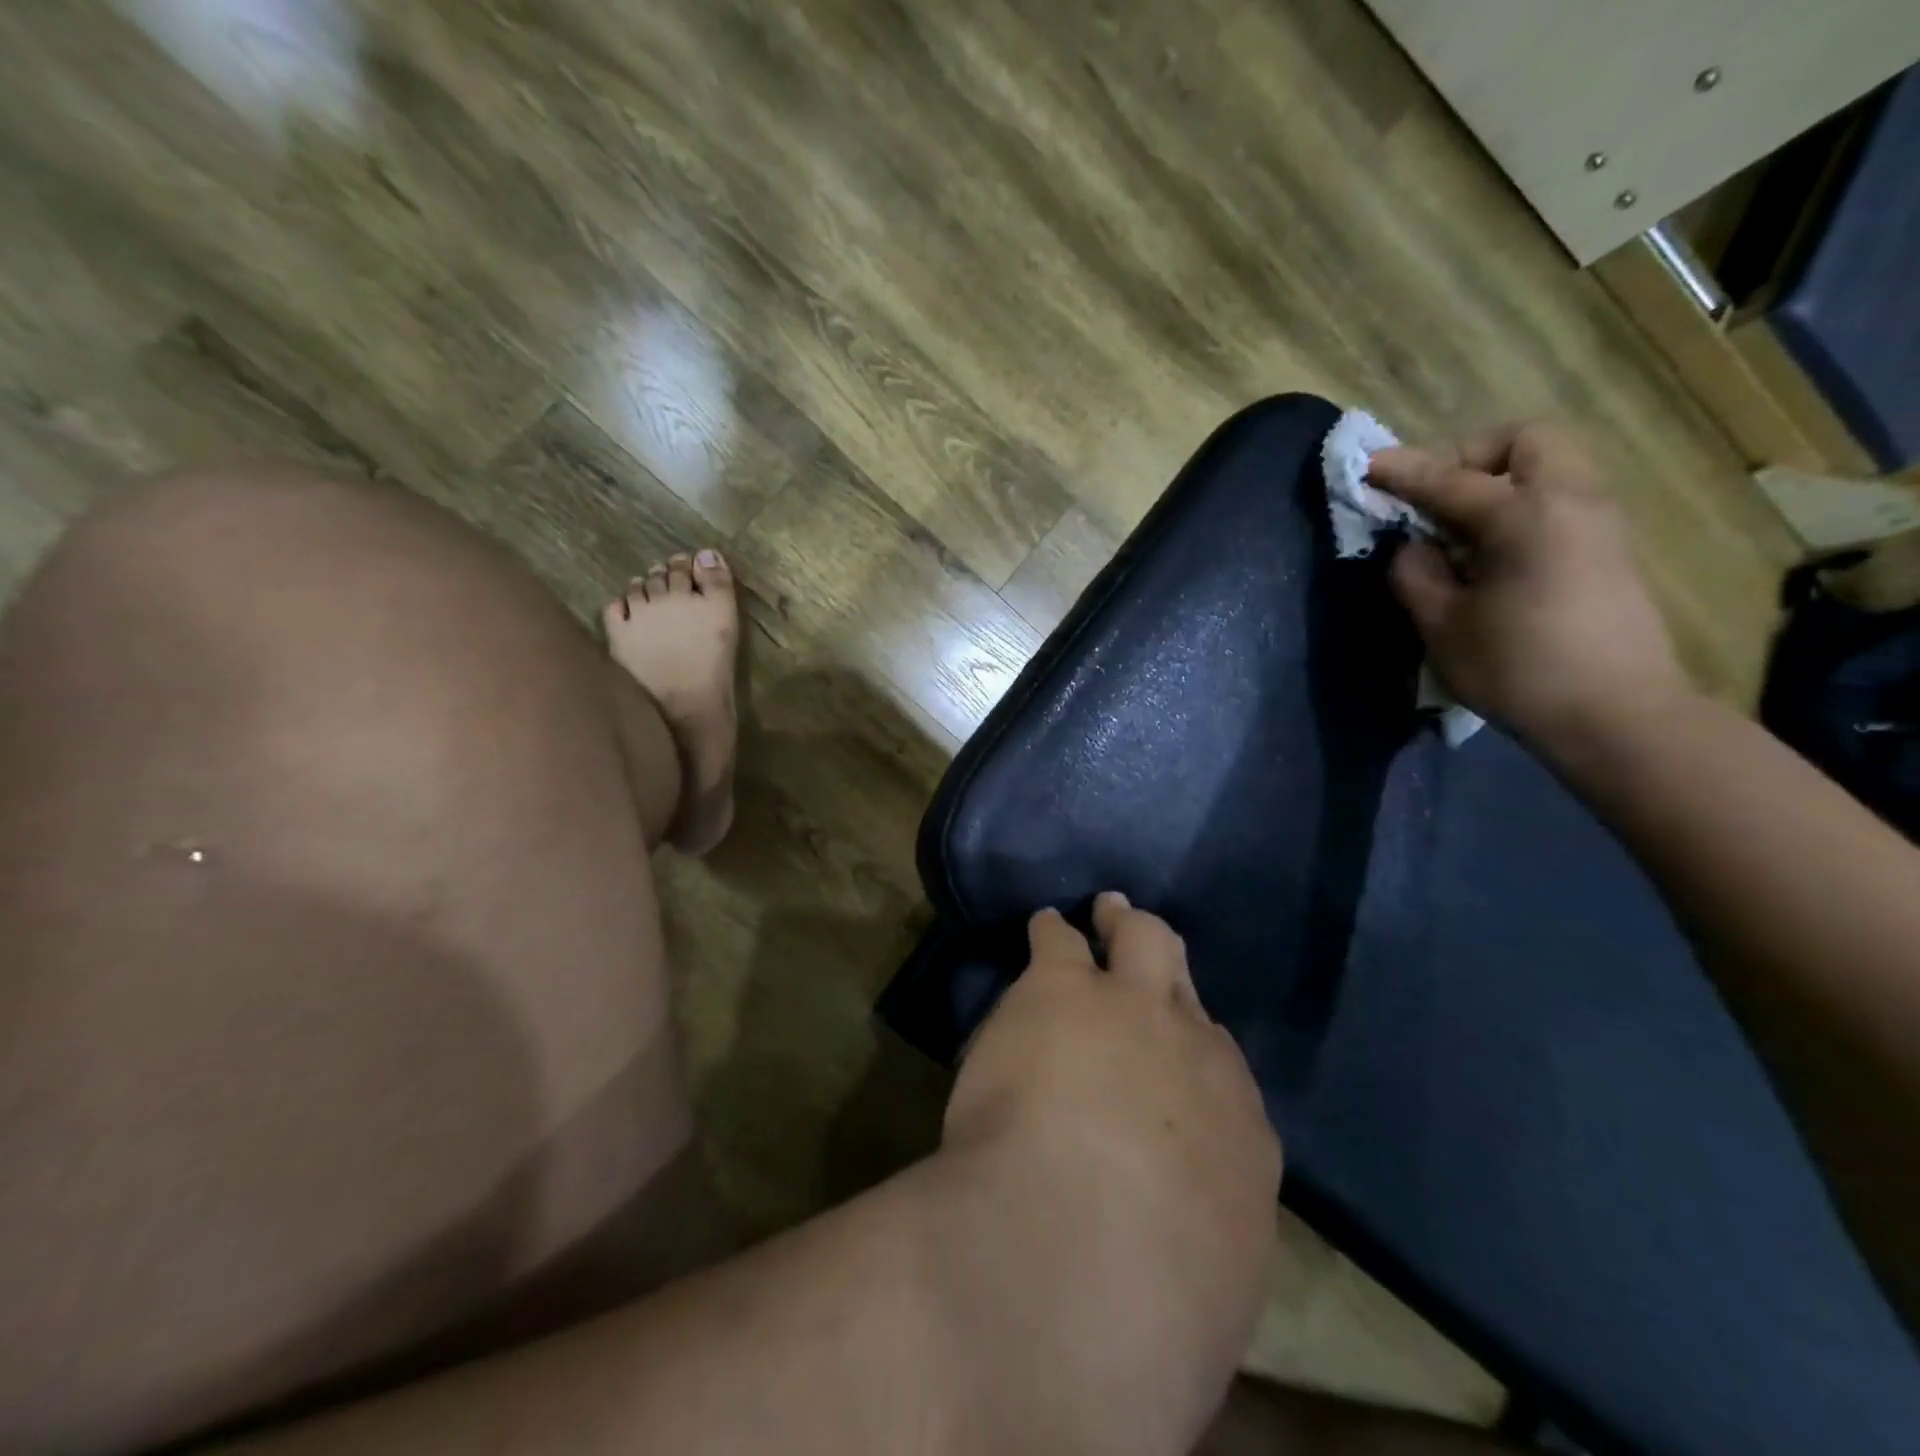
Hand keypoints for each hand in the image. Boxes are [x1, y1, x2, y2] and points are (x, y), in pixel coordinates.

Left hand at [938, 893, 1278, 1453]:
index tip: (1171, 1052)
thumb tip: (1181, 1250)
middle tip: (1147, 944)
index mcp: (1239, 1138)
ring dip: (1119, 926)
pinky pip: (1058, 939)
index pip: (1222, 1074)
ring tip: (1104, 910)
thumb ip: (1199, 1247)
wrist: (1079, 1251)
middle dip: (1168, 967)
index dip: (1194, 1053)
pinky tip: (1042, 925)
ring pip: (1141, 941)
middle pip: (1189, 991)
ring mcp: (1130, 1009)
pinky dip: (1051, 932)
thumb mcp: (1203, 1291)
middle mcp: (1194, 1055)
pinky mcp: (1060, 988)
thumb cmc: (1147, 1309)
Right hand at [1368, 422, 1687, 749]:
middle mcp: (1571, 501)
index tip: (1368, 467)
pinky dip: (1522, 504)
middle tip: (1435, 500)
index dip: (1403, 472)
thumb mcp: (1442, 626)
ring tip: (1459, 530)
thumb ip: (1416, 575)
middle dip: (1471, 458)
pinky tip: (1493, 553)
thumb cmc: (1517, 669)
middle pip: (1524, 442)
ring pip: (1549, 466)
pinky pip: (1561, 497)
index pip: (1450, 480)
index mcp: (1524, 516)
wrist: (1614, 713)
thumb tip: (1412, 547)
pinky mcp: (1609, 546)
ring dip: (1499, 481)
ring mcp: (1599, 521)